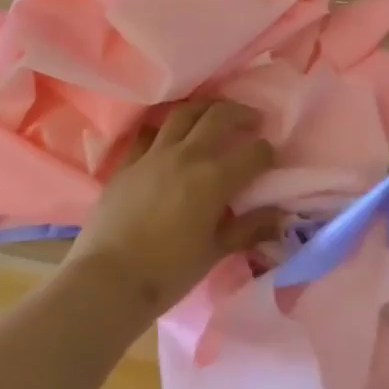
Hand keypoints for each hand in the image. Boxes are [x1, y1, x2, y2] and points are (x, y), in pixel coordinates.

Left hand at [66, 100, 282, 318]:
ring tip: (213, 115)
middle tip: (251, 120)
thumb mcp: (215, 251)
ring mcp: (153, 154)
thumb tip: (279, 217)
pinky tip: (169, 136)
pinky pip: (149, 133)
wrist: (109, 279)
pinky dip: (164, 129)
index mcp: (214, 178)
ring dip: (204, 109)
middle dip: (240, 114)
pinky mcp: (127, 163)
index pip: (253, 153)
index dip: (267, 152)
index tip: (270, 157)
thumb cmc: (169, 271)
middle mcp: (186, 155)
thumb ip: (248, 229)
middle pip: (218, 117)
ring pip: (183, 114)